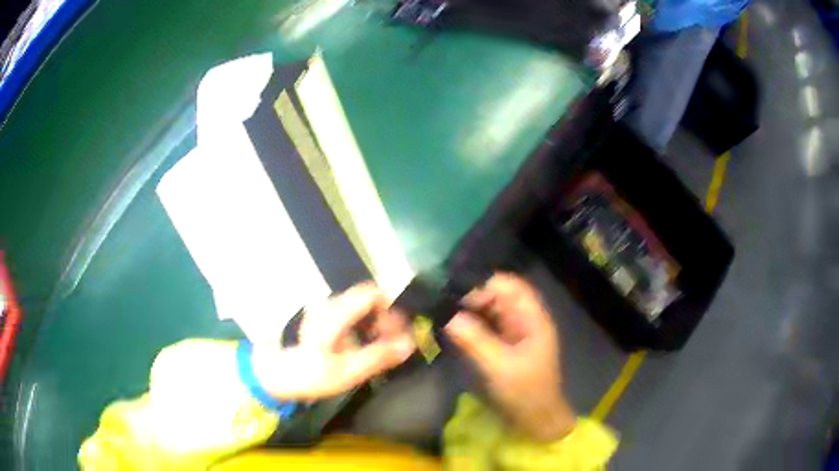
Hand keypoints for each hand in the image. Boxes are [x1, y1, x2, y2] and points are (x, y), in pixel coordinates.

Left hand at [251, 282, 415, 400]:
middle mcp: (331, 305)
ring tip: (382, 347)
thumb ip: (379, 356)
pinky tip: (365, 346)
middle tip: (394, 343)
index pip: (371, 293)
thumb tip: (410, 344)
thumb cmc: (311, 374)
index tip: (398, 333)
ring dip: (377, 323)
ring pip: (362, 307)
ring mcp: (327, 311)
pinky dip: (366, 326)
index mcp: (336, 313)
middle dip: (387, 318)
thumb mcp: (348, 371)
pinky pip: (353, 314)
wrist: (279, 375)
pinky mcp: (325, 319)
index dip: (391, 309)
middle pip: (369, 299)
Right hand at [445, 273, 575, 440]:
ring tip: (441, 313)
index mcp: (532, 318)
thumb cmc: (525, 391)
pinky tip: (451, 328)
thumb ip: (475, 340)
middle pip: (497, 295)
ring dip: (468, 310)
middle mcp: (523, 319)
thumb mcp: (499, 366)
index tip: (455, 295)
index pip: (509, 286)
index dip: (484, 285)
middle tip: (442, 306)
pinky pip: (485, 326)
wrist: (535, 419)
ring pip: (489, 311)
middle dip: (471, 297)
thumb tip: (448, 316)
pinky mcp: (503, 345)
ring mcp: (513, 332)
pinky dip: (469, 324)